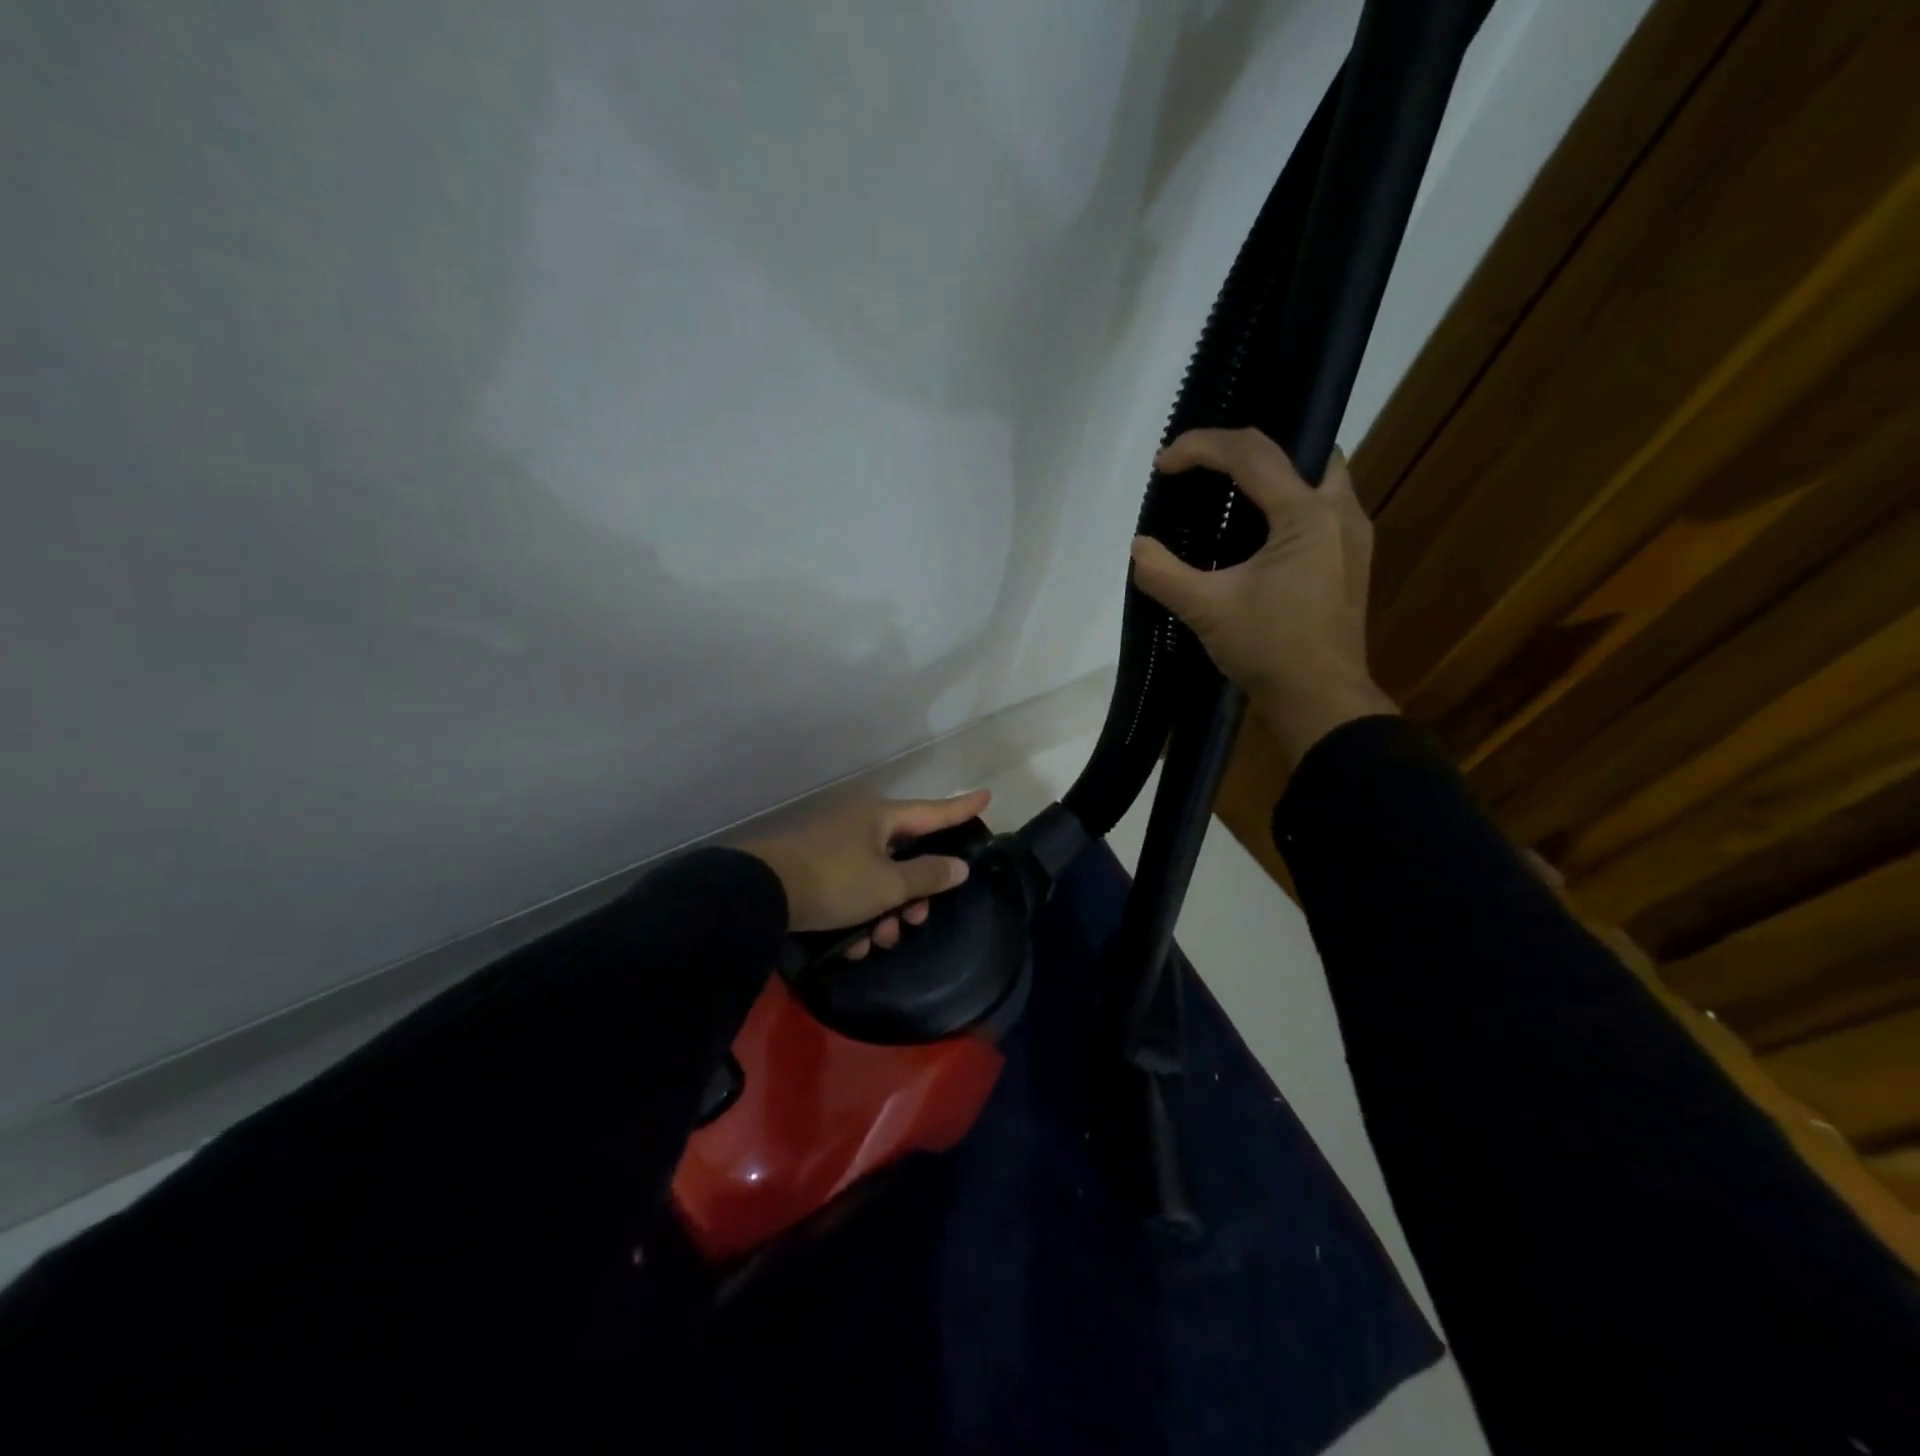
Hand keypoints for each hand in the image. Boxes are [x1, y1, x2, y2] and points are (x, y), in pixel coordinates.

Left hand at [743, 789, 991, 957]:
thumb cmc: (834, 882)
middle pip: (905, 855)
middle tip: (913, 920)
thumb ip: (927, 877)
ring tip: (876, 940)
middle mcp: (860, 824)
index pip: (934, 811)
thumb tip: (959, 867)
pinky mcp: (816, 867)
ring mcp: (835, 844)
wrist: (760, 893)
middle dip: (914, 893)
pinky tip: (852, 943)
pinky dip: (858, 913)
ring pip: (878, 877)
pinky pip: (852, 887)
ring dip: (885, 911)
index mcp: (881, 817)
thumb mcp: (888, 885)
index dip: (963, 808)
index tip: (988, 795)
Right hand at [1129, 428, 1396, 761]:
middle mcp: (1340, 511)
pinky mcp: (1352, 559)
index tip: (1163, 464)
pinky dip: (1288, 503)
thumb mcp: (1206, 610)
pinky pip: (1322, 507)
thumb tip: (1137, 548)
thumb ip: (1164, 573)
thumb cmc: (1269, 649)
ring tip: (1230, 494)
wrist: (1321, 700)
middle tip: (1207, 468)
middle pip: (1300, 448)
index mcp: (1306, 514)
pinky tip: (1259, 533)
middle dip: (1248, 449)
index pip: (1251, 453)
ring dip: (1274, 474)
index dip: (1201, 447)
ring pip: (1317, 476)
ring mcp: (1353, 535)